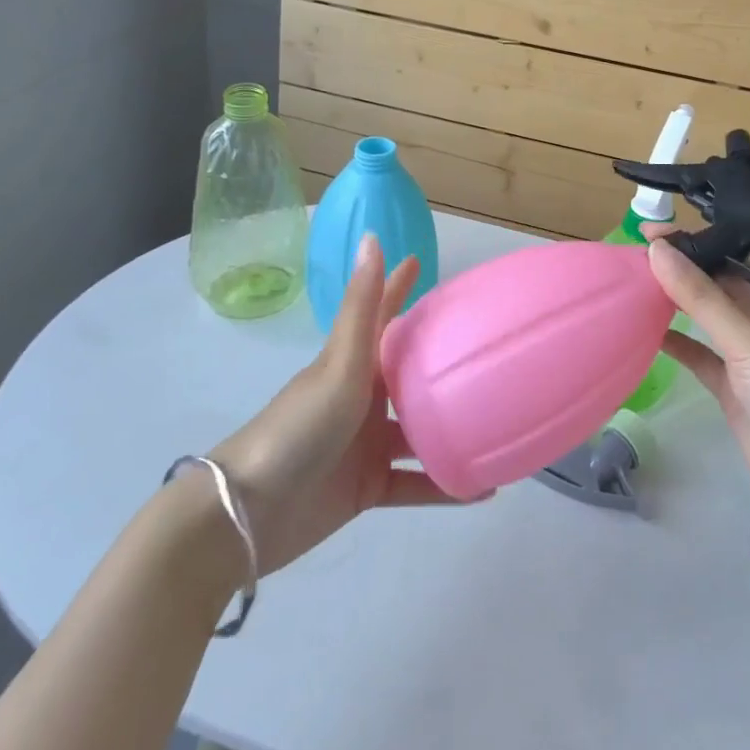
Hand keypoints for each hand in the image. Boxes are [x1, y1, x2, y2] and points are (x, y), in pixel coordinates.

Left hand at [211, 235, 475, 574]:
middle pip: (410, 373)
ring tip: (499, 422)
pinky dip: (445, 488)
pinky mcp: (368, 486)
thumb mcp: (338, 364)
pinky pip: (416, 484)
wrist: (250, 513)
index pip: (384, 315)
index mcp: (353, 364)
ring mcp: (366, 443)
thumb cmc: (299, 427)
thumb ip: (361, 306)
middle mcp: (364, 398)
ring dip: (452, 429)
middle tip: (488, 349)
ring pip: (420, 431)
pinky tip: (482, 488)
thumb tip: (371, 236)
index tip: (421, 260)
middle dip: (442, 361)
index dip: (399, 287)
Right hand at [644, 225, 749, 533]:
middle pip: (714, 287)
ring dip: (672, 304)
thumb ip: (702, 297)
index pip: (729, 260)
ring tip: (630, 285)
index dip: (691, 245)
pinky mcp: (733, 390)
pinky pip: (699, 356)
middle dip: (677, 271)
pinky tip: (645, 331)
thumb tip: (658, 249)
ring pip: (704, 320)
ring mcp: (748, 358)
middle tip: (629, 257)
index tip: (647, 233)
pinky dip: (676, 343)